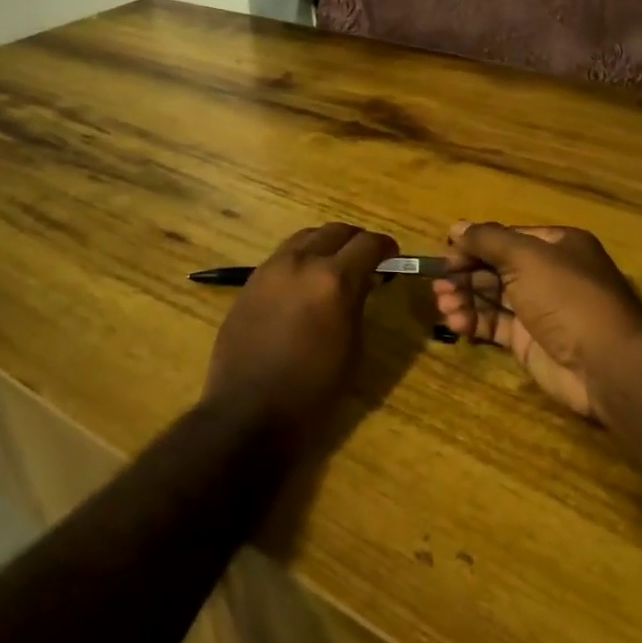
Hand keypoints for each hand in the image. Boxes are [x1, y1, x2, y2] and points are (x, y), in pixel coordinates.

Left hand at [204, 223, 397, 435]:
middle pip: (336, 231)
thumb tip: (363, 281)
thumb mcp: (352, 347)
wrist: (249, 411)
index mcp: (334, 280)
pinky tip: (304, 283)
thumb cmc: (313, 390)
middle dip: (356, 241)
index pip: (369, 243)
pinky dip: (301, 259)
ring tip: (334, 267)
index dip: (386, 247)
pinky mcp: (250, 282)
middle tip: (366, 260)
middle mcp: (302, 263)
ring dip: (326, 245)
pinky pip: (282, 256)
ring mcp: (271, 269)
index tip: (392, 258)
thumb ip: (359, 303)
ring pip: (306, 237)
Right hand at [433, 222, 641, 425]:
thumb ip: (488, 240)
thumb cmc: (567, 297)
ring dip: (464, 299)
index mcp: (555, 246)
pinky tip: (457, 324)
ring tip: (444, 306)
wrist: (607, 364)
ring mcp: (538, 310)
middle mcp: (547, 274)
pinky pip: (494, 326)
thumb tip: (456, 227)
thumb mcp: (526, 257)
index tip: (444, 257)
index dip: (473, 246)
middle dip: (464, 275)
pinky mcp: (528, 342)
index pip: (505, 239)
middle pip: (495, 268)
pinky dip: (473, 322)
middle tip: (438, 286)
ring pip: (491, 298)